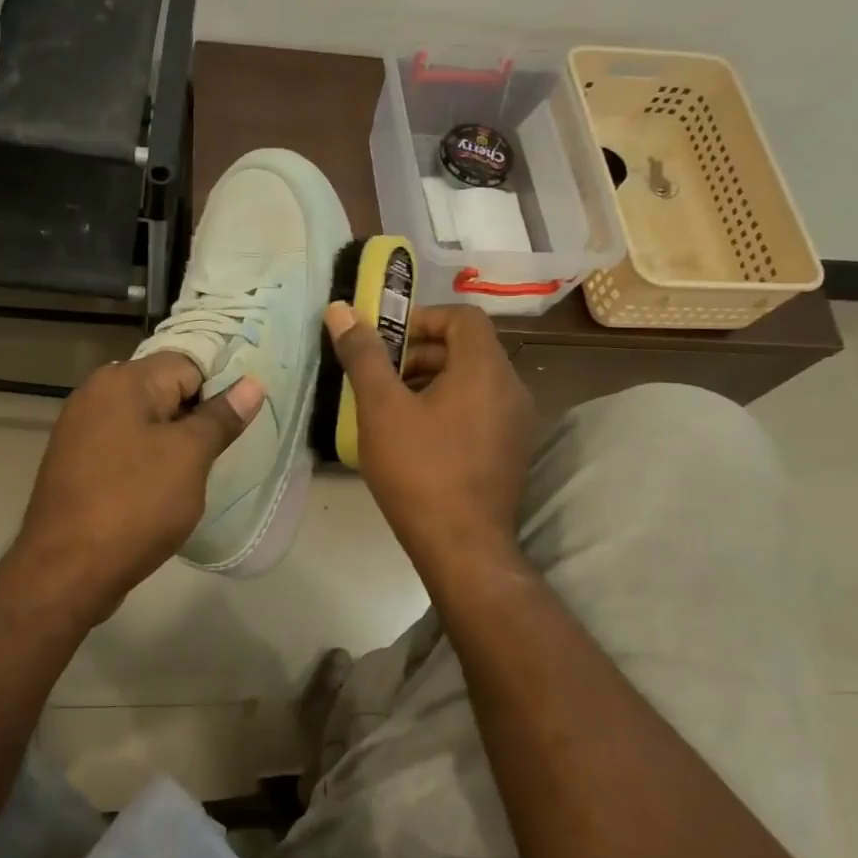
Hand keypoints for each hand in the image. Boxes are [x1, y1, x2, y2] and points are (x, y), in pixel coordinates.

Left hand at [3, 352, 262, 621]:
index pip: (187, 364)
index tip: (235, 426)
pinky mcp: (77, 463)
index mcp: (122, 381)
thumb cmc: (134, 504)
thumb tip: (252, 384)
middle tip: (221, 452)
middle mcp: (96, 394)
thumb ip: (220, 417)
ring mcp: (81, 430)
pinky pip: (125, 447)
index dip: (218, 390)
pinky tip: (162, 490)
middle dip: (195, 417)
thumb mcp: (189, 457)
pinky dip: (147, 461)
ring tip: (195, 474)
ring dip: (173, 443)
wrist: (66, 570)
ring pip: (145, 422)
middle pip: (164, 390)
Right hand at [325, 301, 534, 580]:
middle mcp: (512, 389)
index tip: (386, 342)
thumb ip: (363, 355)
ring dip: (431, 381)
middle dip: (420, 353)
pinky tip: (415, 437)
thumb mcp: (381, 409)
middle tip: (380, 377)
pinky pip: (479, 409)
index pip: (462, 317)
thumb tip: (340, 309)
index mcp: (486, 369)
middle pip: (467, 349)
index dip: (422, 319)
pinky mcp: (511, 451)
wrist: (462, 548)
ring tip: (391, 408)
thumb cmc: (419, 471)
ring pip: (472, 381)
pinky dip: (448, 407)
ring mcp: (516, 423)